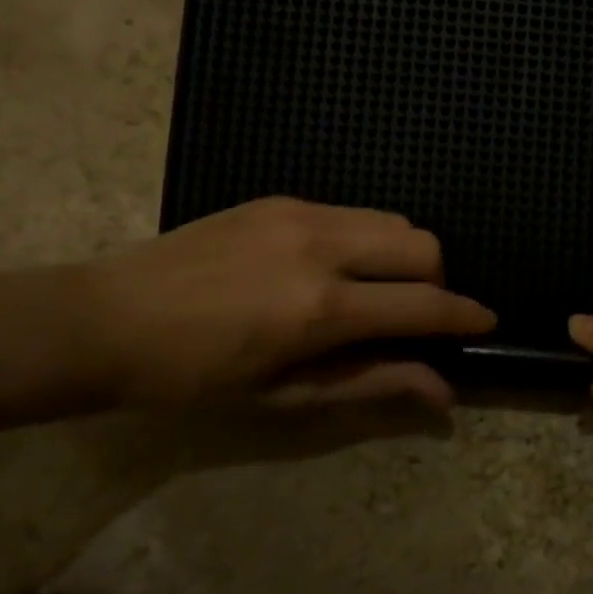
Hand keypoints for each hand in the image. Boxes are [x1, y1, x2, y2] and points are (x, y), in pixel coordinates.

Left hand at [79, 197, 494, 411]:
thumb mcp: (287, 394)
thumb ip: (373, 382)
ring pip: (391, 219)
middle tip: (413, 316)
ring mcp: (300, 213)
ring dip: (402, 256)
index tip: (486, 323)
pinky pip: (350, 212)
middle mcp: (322, 246)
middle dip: (437, 281)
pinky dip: (364, 240)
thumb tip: (443, 391)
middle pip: (423, 244)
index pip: (423, 304)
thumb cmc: (194, 377)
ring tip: (372, 291)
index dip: (464, 316)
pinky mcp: (280, 198)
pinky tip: (330, 269)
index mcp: (322, 308)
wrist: (107, 319)